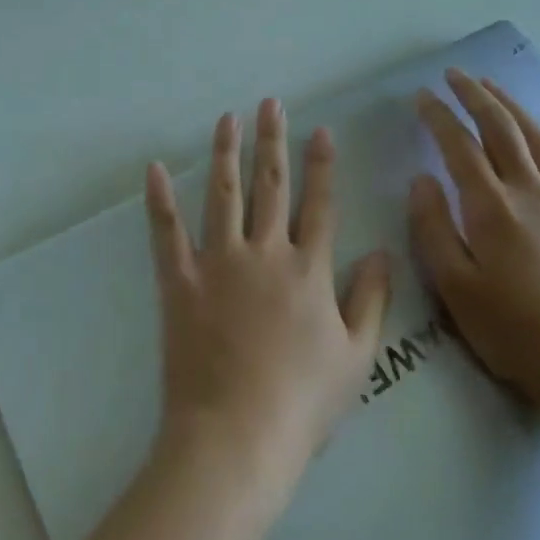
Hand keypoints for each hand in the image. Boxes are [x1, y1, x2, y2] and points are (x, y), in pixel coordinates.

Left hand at [145, 99, 392, 506]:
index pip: (320, 204)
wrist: (237, 435)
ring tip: (228, 118)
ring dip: (227, 153)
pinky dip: (160, 199)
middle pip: (272, 186)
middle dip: (273, 141)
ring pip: (224, 194)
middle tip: (270, 103)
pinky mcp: (180, 280)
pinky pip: (167, 231)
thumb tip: (383, 251)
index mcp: (308, 270)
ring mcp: (219, 262)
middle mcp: (265, 253)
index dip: (322, 165)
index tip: (321, 130)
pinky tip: (155, 167)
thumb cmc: (303, 402)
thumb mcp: (356, 356)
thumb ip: (371, 299)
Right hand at [408, 68, 539, 421]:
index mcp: (490, 206)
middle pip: (500, 129)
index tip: (421, 96)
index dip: (438, 117)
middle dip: (474, 96)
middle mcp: (529, 191)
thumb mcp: (454, 286)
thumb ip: (433, 227)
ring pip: (538, 140)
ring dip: (514, 107)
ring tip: (493, 86)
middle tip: (454, 74)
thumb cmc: (511, 330)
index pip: (457, 146)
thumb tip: (421, 178)